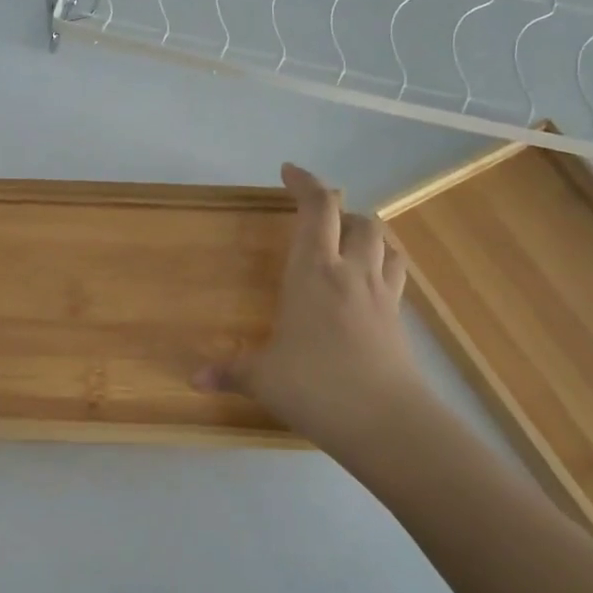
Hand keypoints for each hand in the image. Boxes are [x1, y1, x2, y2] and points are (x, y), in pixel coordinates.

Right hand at [194, 163, 428, 454]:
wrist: (385, 421)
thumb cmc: (315, 386)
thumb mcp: (262, 378)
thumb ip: (229, 372)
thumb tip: (193, 379)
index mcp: (314, 272)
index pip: (317, 209)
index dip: (305, 183)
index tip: (289, 171)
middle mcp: (351, 273)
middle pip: (358, 220)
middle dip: (338, 211)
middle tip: (316, 220)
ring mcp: (381, 295)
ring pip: (385, 243)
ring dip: (366, 234)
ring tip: (347, 243)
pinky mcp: (399, 320)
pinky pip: (394, 276)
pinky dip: (382, 266)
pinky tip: (365, 286)